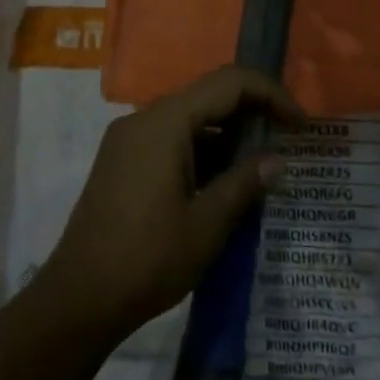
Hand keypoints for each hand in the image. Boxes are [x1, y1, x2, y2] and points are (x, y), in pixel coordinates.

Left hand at [41, 67, 298, 343]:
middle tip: (286, 145)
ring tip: (260, 169)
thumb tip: (278, 160)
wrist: (79, 297)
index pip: (228, 82)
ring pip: (189, 119)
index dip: (270, 94)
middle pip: (207, 96)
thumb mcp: (207, 225)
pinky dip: (202, 150)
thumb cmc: (147, 259)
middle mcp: (144, 118)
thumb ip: (245, 184)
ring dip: (227, 135)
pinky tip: (223, 183)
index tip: (300, 126)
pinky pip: (170, 139)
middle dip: (251, 113)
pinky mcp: (122, 160)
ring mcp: (128, 138)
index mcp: (165, 122)